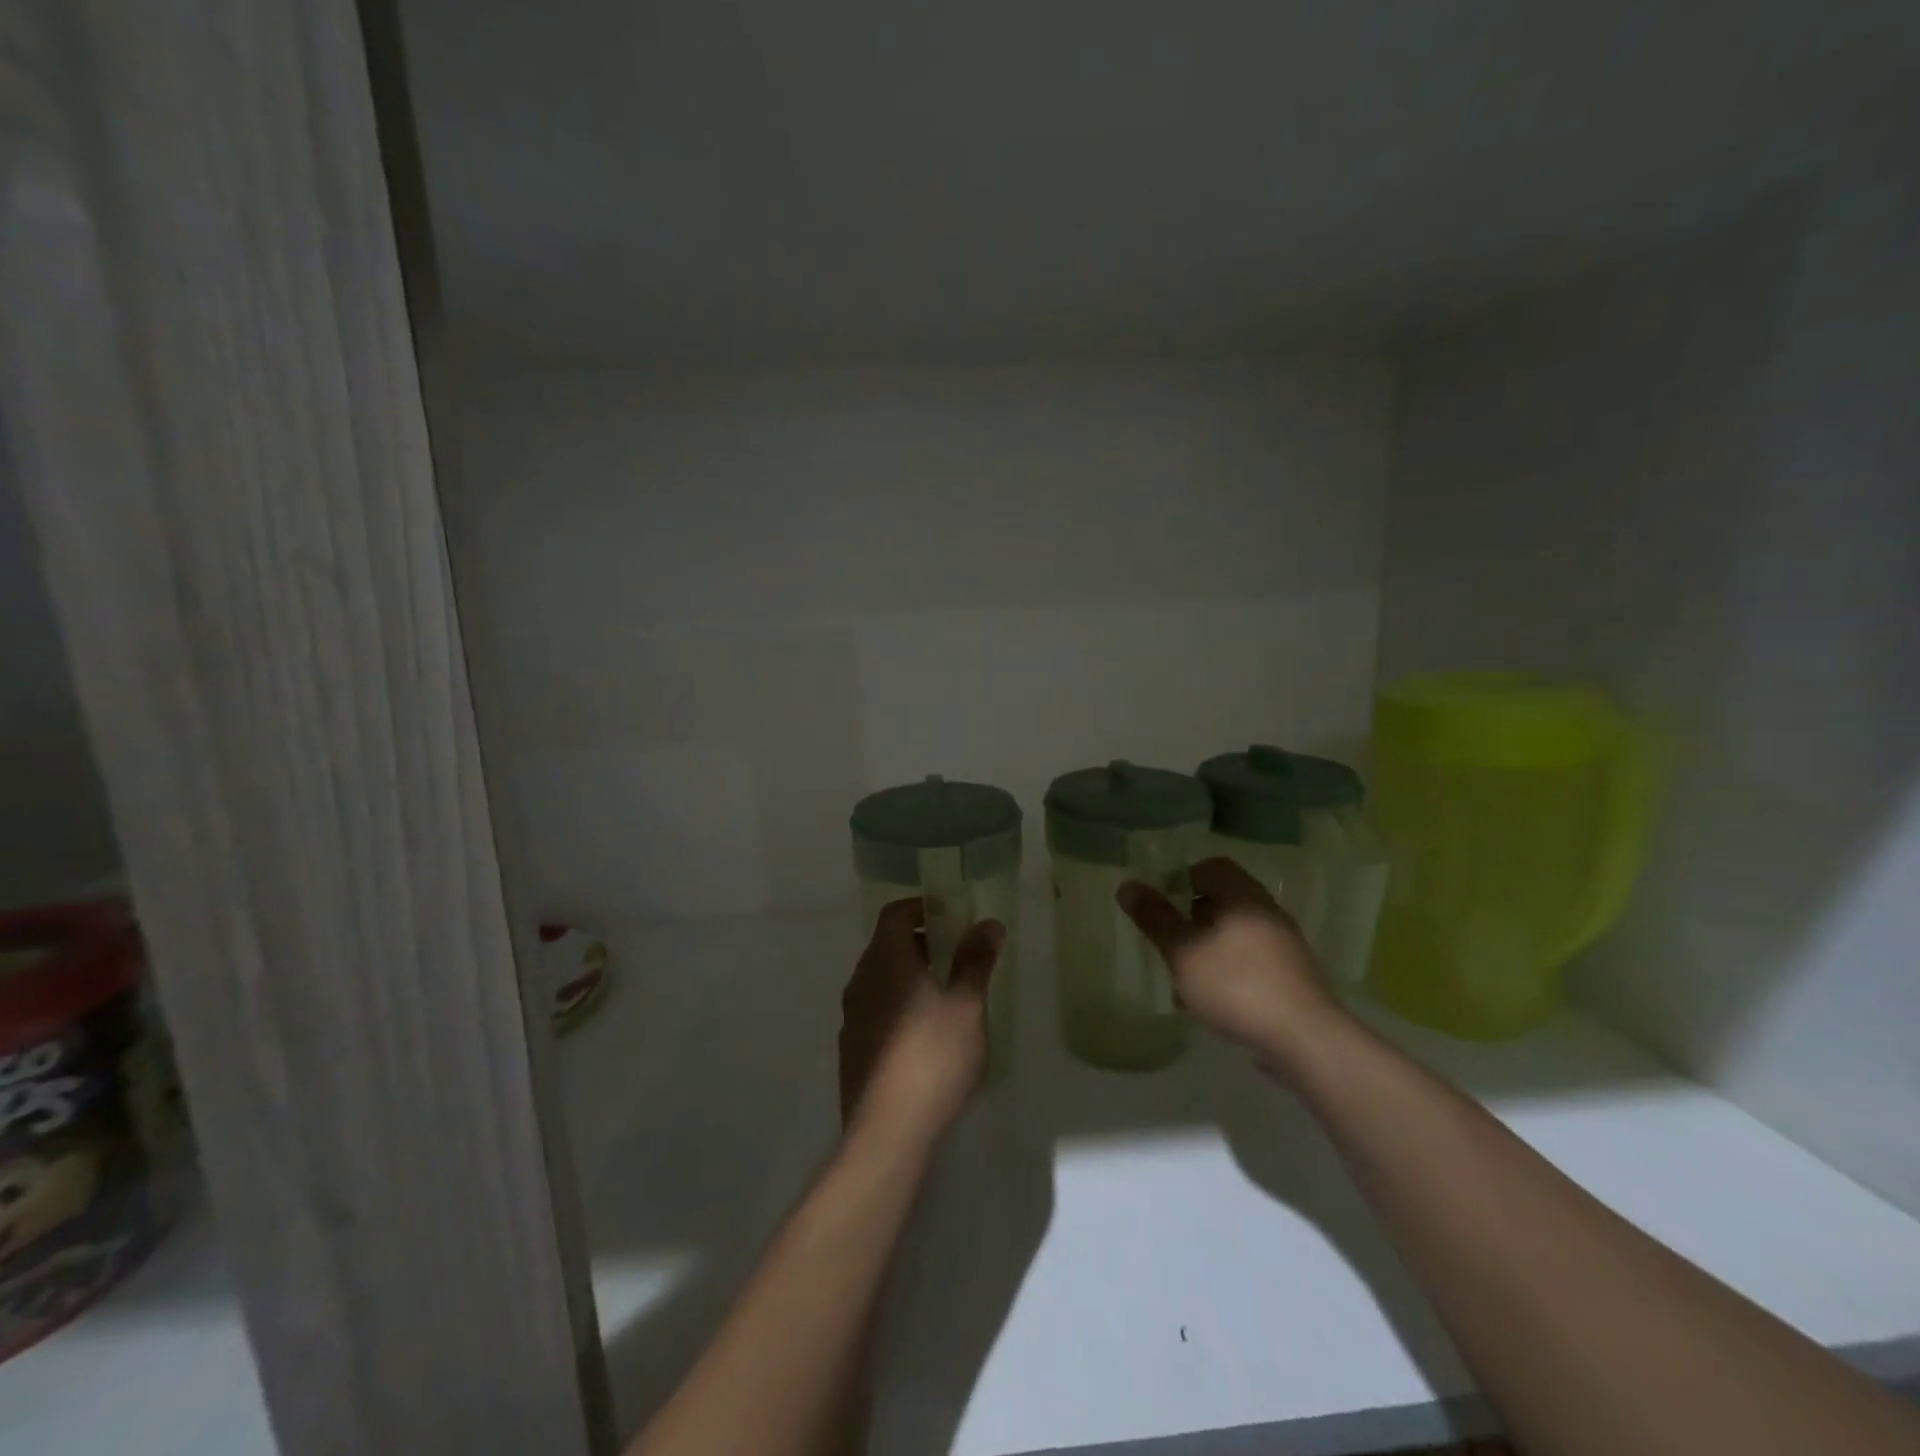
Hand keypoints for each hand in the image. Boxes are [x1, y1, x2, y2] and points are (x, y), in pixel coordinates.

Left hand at [839, 898, 1004, 1142]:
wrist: (888, 1131)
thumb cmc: (933, 1057)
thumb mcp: (966, 1005)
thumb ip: (975, 960)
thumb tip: (988, 923)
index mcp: (885, 960)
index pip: (895, 914)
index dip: (922, 908)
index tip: (951, 917)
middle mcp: (861, 981)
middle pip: (886, 945)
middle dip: (921, 943)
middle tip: (956, 956)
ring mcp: (851, 1016)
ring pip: (880, 980)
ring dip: (909, 976)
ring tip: (945, 996)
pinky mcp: (850, 1048)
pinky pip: (875, 1010)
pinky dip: (898, 1006)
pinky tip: (924, 1035)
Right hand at [1117, 857, 1341, 1069]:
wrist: (1304, 1039)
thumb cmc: (1235, 984)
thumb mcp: (1183, 951)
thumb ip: (1155, 918)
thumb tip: (1128, 885)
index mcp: (1242, 896)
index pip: (1211, 867)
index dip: (1182, 878)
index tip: (1161, 903)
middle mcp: (1267, 912)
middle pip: (1223, 900)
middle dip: (1191, 917)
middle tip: (1167, 939)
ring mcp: (1284, 945)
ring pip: (1235, 933)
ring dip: (1208, 946)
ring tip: (1183, 975)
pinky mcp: (1291, 977)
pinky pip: (1250, 961)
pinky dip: (1227, 969)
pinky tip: (1211, 999)